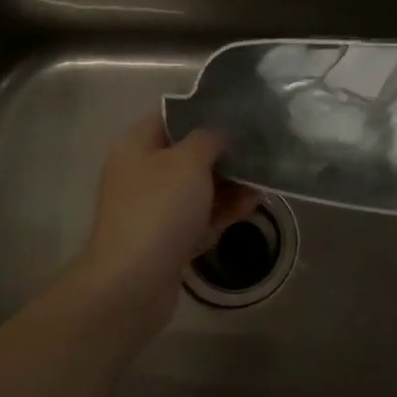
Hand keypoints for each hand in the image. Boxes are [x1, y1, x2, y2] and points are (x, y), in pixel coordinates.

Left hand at [76, 116, 257, 329]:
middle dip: (223, 155)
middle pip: (187, 155)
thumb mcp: (189, 161)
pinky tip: (252, 206)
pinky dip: (222, 212)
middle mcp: (140, 175)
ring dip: (228, 186)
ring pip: (196, 189)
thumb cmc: (160, 209)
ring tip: (262, 182)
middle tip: (257, 151)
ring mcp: (152, 210)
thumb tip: (219, 134)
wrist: (133, 283)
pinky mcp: (165, 240)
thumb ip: (208, 138)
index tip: (237, 113)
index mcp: (136, 147)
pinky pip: (198, 218)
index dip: (202, 113)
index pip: (170, 117)